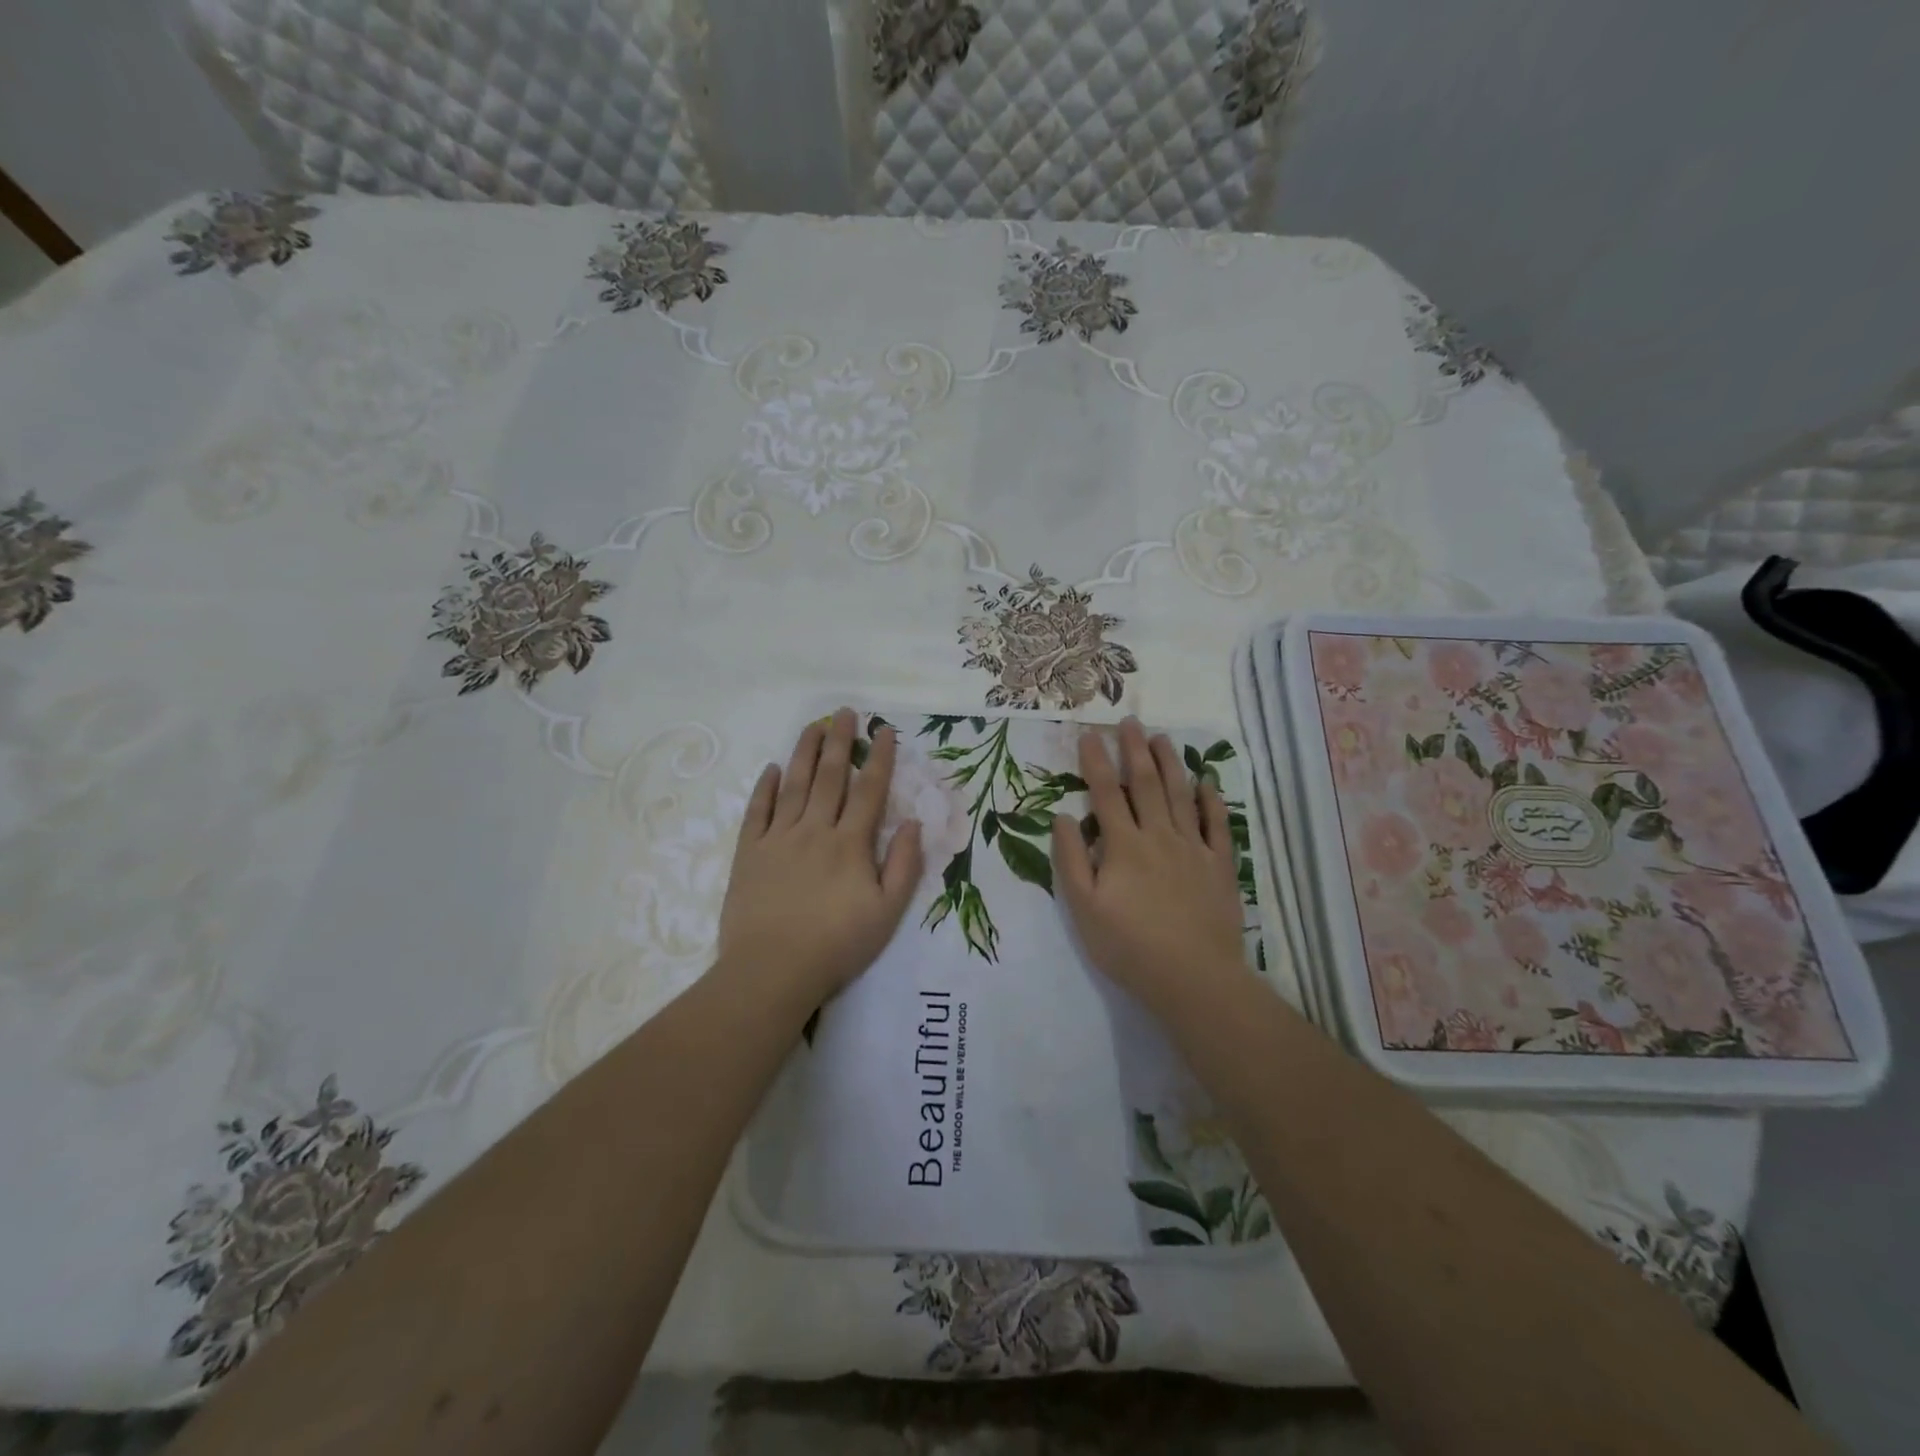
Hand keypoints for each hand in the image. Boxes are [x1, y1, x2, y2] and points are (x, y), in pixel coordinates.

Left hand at [717, 708, 923, 1009]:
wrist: (772, 970)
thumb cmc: (836, 945)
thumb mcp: (887, 913)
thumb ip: (904, 866)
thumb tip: (915, 823)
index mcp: (850, 844)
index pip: (869, 790)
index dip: (879, 758)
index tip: (884, 730)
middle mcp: (815, 830)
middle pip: (829, 777)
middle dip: (839, 742)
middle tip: (844, 712)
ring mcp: (778, 839)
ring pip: (794, 785)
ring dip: (804, 753)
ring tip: (812, 727)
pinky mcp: (749, 854)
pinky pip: (757, 812)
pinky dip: (765, 788)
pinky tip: (771, 769)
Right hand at [1051, 718, 1245, 1014]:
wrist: (1193, 977)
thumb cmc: (1129, 946)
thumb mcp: (1083, 908)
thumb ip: (1071, 860)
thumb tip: (1063, 817)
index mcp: (1123, 846)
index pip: (1106, 793)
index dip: (1096, 762)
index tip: (1089, 735)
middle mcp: (1159, 836)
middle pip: (1145, 784)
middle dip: (1135, 750)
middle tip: (1130, 721)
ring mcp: (1193, 848)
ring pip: (1180, 795)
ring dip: (1170, 763)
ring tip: (1163, 737)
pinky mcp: (1220, 866)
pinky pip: (1217, 825)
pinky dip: (1212, 801)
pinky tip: (1206, 783)